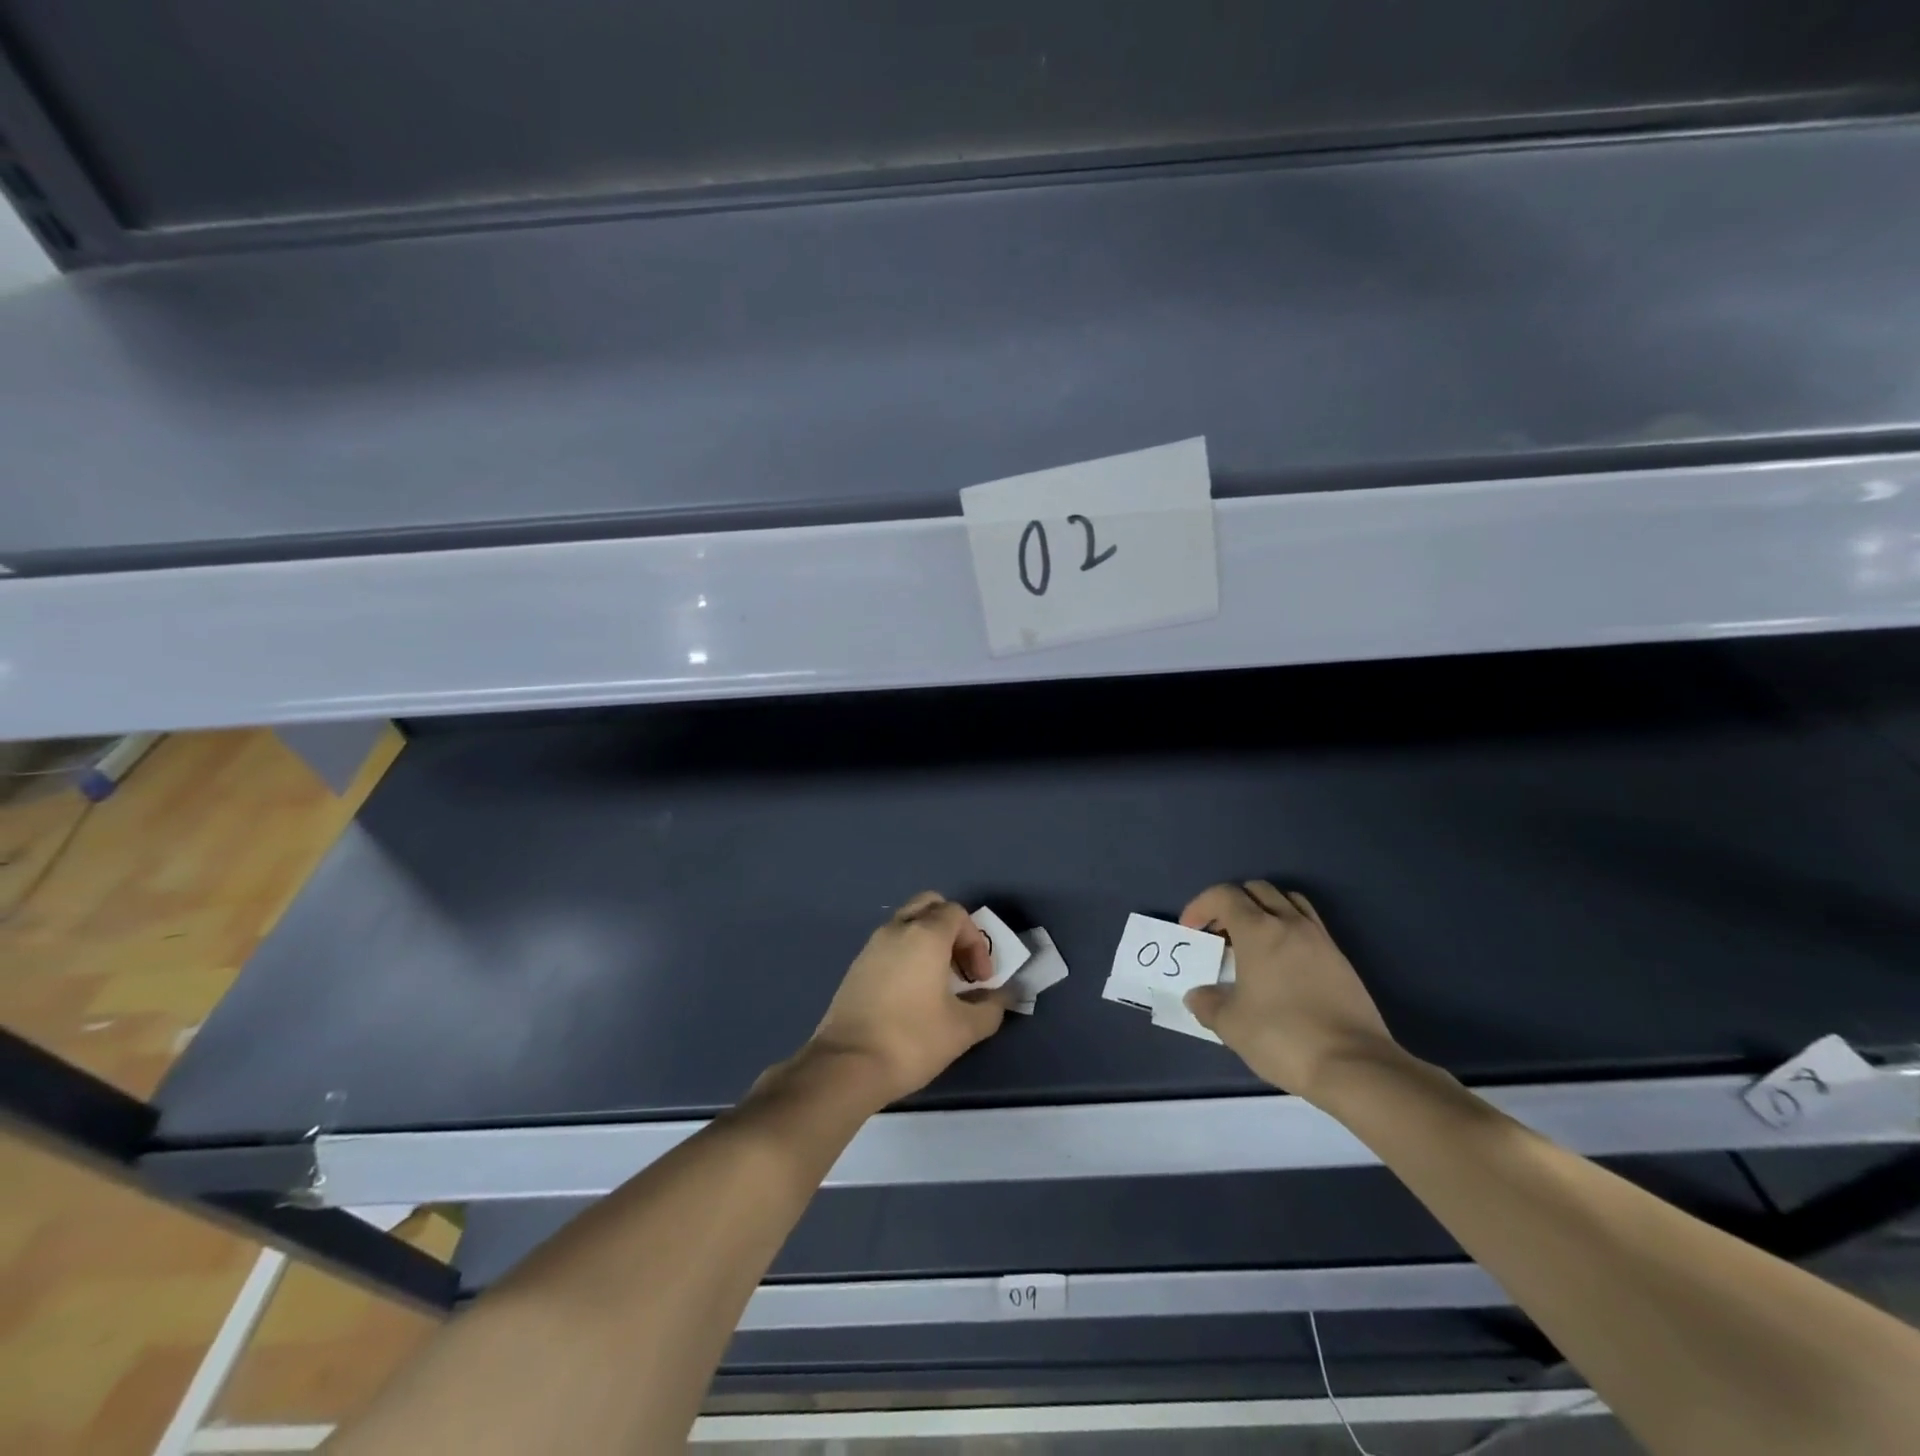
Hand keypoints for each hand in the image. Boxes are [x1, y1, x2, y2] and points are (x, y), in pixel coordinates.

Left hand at [808, 892, 1011, 1106]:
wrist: (846, 1065)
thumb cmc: (911, 1040)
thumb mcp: (963, 1029)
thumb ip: (990, 1008)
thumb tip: (1003, 997)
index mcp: (925, 934)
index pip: (957, 914)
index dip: (977, 942)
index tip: (981, 980)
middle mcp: (896, 930)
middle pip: (929, 906)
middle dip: (951, 930)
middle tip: (961, 967)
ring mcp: (871, 946)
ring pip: (907, 924)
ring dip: (928, 943)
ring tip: (939, 985)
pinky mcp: (856, 967)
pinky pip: (889, 945)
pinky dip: (907, 955)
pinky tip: (912, 995)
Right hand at [1180, 881, 1401, 1104]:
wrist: (1354, 1065)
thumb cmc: (1282, 1036)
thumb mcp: (1231, 1024)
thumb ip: (1207, 1003)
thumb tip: (1198, 995)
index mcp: (1259, 930)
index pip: (1225, 895)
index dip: (1201, 906)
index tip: (1191, 930)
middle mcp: (1290, 924)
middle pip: (1257, 890)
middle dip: (1231, 904)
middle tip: (1220, 933)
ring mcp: (1320, 939)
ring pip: (1288, 901)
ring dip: (1264, 910)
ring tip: (1252, 940)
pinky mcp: (1341, 959)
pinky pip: (1309, 925)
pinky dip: (1288, 929)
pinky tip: (1282, 963)